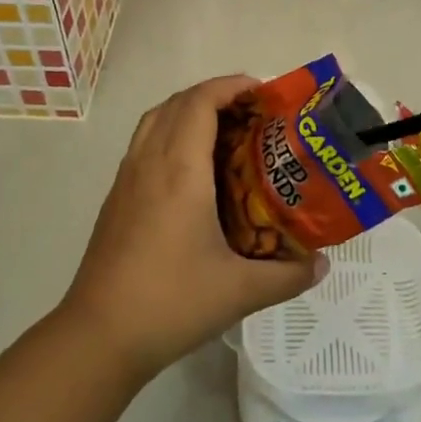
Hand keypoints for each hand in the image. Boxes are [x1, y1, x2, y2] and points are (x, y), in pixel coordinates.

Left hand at [61, 75, 323, 378]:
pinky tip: (192, 170)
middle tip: (252, 112)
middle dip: (214, 95)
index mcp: (180, 170)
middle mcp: (150, 162)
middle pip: (177, 103)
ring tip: (224, 131)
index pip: (200, 102)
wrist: (98, 336)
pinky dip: (170, 133)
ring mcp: (127, 179)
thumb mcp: (240, 291)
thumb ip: (288, 275)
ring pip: (155, 120)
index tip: (263, 92)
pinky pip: (144, 143)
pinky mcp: (116, 198)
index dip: (230, 86)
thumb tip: (321, 265)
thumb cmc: (171, 302)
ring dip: (188, 111)